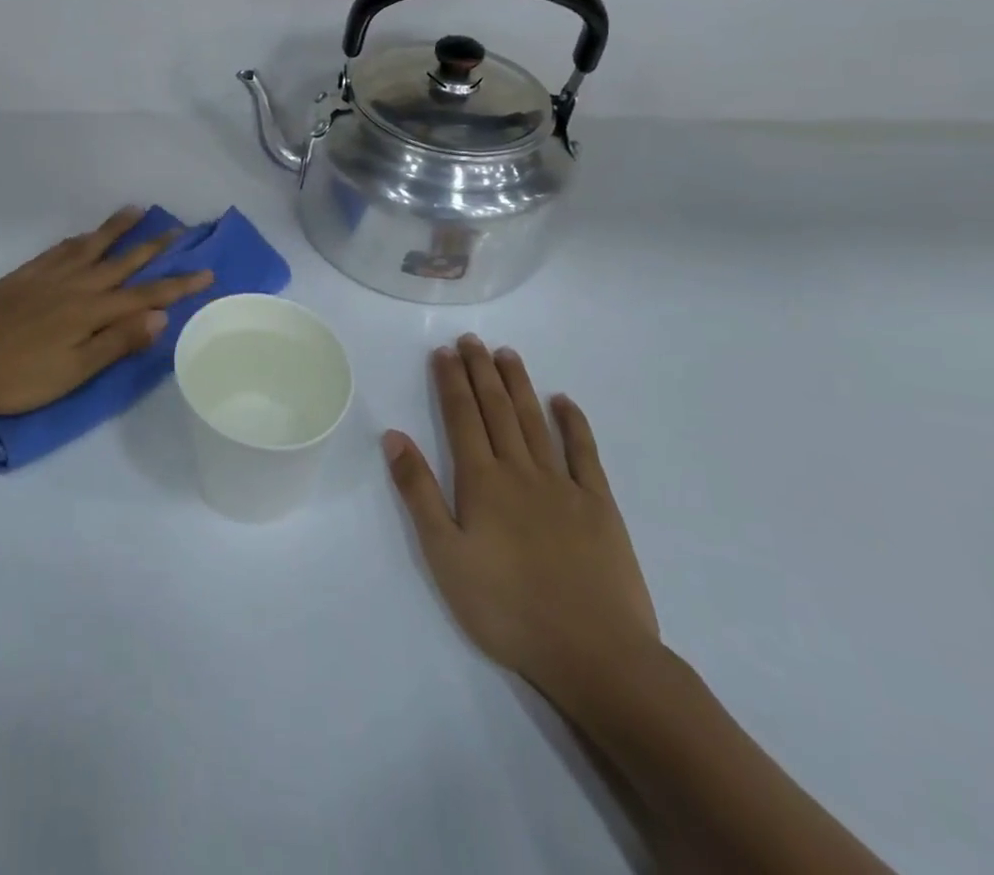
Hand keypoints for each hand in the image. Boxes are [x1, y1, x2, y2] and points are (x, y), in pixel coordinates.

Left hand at [0, 207, 213, 421]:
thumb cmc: (19, 378)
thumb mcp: (74, 372)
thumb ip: (117, 342)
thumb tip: (161, 316)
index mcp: (90, 312)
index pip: (146, 294)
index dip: (178, 284)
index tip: (207, 271)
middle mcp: (74, 285)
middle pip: (122, 262)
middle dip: (153, 246)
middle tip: (179, 228)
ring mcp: (47, 276)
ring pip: (90, 246)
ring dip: (116, 229)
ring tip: (137, 210)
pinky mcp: (23, 275)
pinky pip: (59, 249)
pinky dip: (79, 239)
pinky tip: (84, 236)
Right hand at [383, 336, 658, 698]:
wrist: (595, 654)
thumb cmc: (506, 608)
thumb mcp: (444, 555)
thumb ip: (418, 492)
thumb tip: (394, 436)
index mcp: (481, 481)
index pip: (461, 416)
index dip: (451, 381)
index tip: (444, 350)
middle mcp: (520, 470)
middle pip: (497, 409)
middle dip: (481, 371)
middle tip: (472, 339)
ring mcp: (563, 485)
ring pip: (535, 421)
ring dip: (518, 384)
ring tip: (506, 354)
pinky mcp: (600, 507)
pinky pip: (584, 453)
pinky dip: (573, 423)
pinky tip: (564, 401)